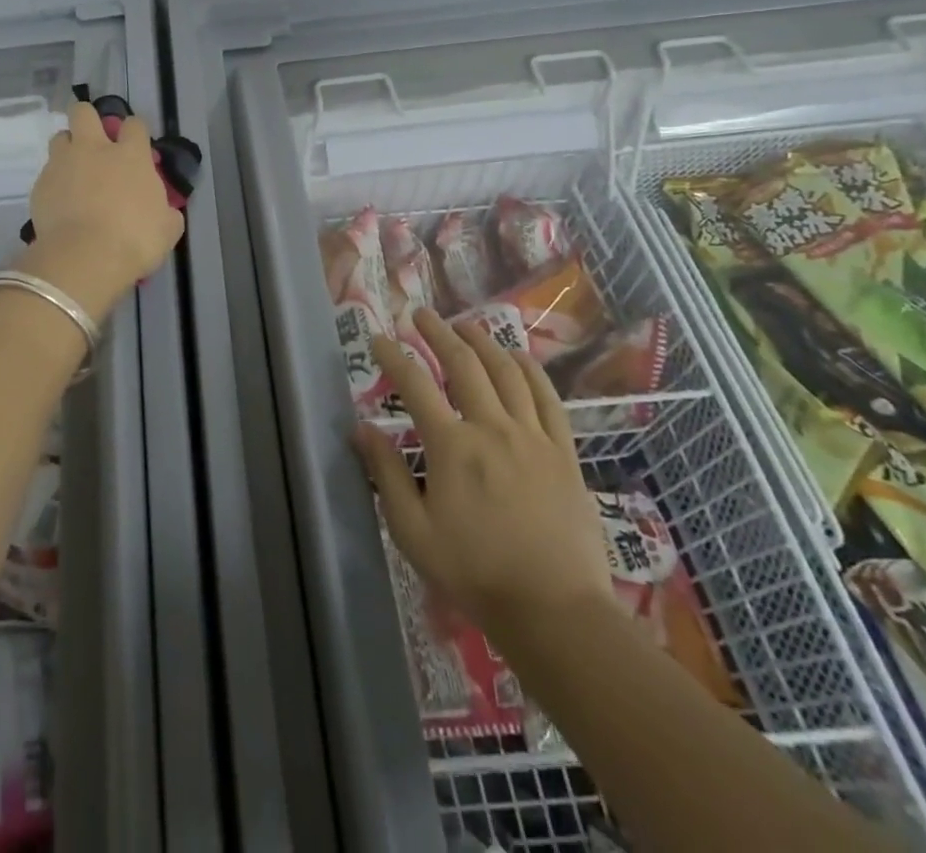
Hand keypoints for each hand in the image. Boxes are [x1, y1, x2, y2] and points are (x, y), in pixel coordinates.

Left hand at [18, 101, 183, 318]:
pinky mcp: (40, 185)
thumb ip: (166, 212)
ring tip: (74, 172)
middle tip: (94, 142)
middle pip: (84, 112)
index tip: (136, 146)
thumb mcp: (168, 229)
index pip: (134, 124)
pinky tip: (61, 204)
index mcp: (130, 155)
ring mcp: (63, 164)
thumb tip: (166, 211)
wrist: (85, 258)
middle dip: (88, 119)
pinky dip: (55, 183)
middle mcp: (94, 149)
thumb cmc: (135, 240)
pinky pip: (47, 174)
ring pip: (60, 137)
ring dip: (68, 149)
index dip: (135, 132)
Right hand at [354, 310, 611, 646]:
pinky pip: (548, 398)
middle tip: (421, 315)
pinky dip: (530, 370)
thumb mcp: (413, 532)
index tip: (378, 338)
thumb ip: (387, 474)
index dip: (393, 356)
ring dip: (483, 342)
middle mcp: (492, 428)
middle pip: (463, 364)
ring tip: (466, 325)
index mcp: (452, 447)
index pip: (415, 385)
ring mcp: (533, 437)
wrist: (555, 610)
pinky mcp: (564, 452)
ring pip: (507, 372)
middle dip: (438, 333)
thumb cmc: (475, 573)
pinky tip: (518, 357)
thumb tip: (361, 428)